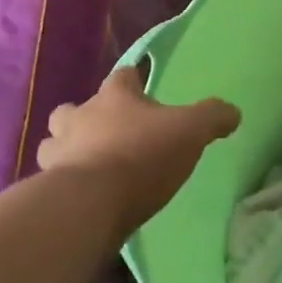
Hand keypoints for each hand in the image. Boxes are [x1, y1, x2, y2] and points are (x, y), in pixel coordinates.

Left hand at [37, 67, 239, 234]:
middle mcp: (79, 120)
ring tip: (87, 164)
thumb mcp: (191, 131)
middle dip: (81, 117)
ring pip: (53, 145)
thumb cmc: (142, 155)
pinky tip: (82, 197)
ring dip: (65, 150)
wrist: (90, 206)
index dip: (132, 79)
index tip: (140, 85)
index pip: (121, 76)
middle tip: (103, 130)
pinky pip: (51, 182)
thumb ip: (213, 117)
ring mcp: (58, 156)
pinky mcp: (47, 192)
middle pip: (70, 110)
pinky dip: (62, 186)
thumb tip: (233, 112)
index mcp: (114, 98)